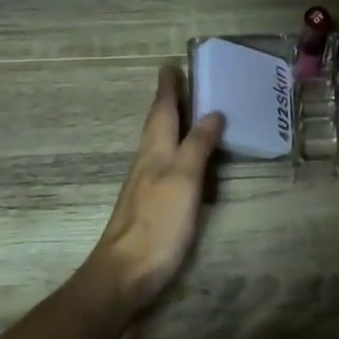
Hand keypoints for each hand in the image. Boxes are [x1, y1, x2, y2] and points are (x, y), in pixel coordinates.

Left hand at [86, 66, 224, 312]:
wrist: (126, 272)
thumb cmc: (158, 222)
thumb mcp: (183, 179)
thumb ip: (197, 145)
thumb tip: (212, 112)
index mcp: (154, 151)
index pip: (161, 110)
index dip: (168, 89)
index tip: (170, 66)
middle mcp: (146, 162)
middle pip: (157, 125)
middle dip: (169, 103)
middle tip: (183, 83)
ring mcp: (145, 184)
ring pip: (159, 144)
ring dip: (172, 126)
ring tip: (189, 114)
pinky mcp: (150, 205)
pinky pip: (165, 165)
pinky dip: (176, 152)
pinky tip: (184, 160)